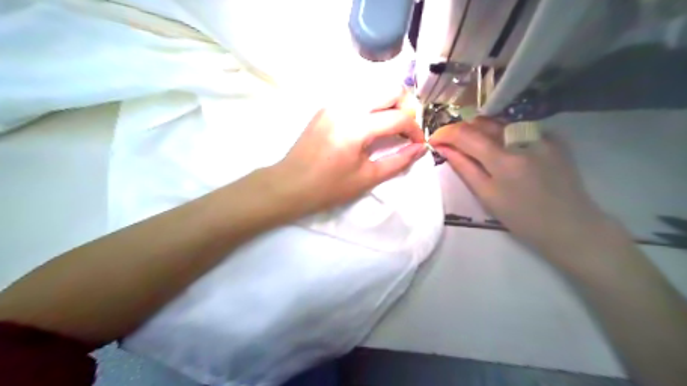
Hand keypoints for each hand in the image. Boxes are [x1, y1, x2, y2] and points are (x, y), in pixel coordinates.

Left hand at [273, 93, 424, 213]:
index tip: (418, 143)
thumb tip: (420, 149)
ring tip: (388, 128)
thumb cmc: (329, 187)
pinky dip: (371, 105)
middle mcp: (346, 105)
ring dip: (388, 104)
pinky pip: (357, 95)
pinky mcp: (326, 105)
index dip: (415, 130)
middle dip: (405, 108)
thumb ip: (398, 161)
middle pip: (390, 89)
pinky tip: (368, 126)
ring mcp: (334, 102)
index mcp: (357, 126)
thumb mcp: (367, 178)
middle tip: (404, 131)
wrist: (290, 184)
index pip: (399, 117)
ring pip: (374, 88)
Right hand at [431, 118, 608, 255]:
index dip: (445, 133)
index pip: (466, 134)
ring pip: (499, 122)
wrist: (570, 225)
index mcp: (503, 159)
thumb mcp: (487, 195)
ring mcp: (540, 136)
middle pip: (482, 123)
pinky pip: (517, 128)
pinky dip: (501, 134)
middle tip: (449, 143)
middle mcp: (522, 139)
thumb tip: (443, 148)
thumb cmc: (522, 218)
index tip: (434, 139)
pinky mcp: (552, 138)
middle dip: (460, 130)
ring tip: (470, 145)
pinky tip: (499, 148)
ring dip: (479, 130)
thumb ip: (464, 167)